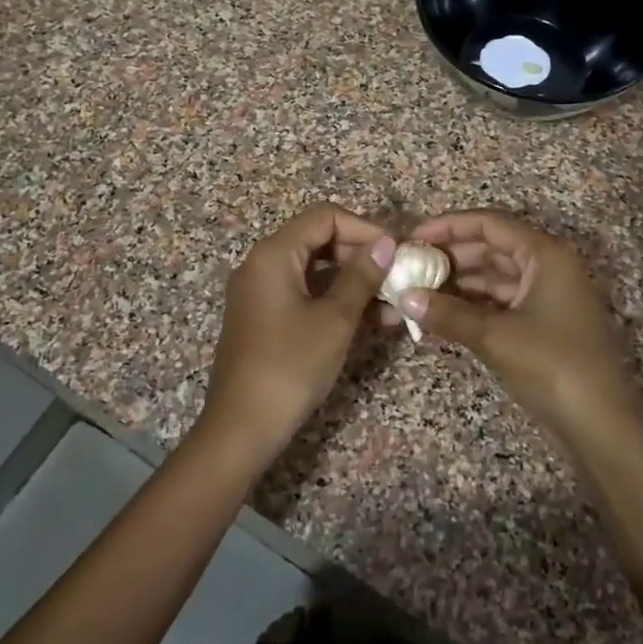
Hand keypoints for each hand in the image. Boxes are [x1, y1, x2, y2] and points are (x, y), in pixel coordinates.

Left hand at [199, 203, 395, 461]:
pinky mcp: (265, 318)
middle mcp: (262, 264)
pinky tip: (372, 319)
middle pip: (319, 239)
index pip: (325, 217)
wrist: (242, 426)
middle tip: (400, 275)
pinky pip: (305, 294)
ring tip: (395, 300)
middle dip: (362, 254)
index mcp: (273, 254)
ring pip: (315, 270)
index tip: (397, 250)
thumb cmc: (291, 366)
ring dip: (354, 281)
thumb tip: (386, 242)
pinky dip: (336, 300)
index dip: (365, 227)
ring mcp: (261, 292)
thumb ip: (362, 276)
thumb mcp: (335, 319)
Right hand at [404, 209, 642, 448]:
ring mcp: (545, 297)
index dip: (448, 226)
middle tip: (407, 269)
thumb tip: (404, 298)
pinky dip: (470, 307)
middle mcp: (547, 267)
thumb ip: (447, 313)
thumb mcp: (495, 336)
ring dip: (455, 285)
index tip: (411, 238)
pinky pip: (498, 304)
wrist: (600, 425)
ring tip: (414, 293)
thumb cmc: (552, 365)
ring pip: (492, 278)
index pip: (489, 224)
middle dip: (447, 258)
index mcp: (544, 254)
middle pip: (490, 249)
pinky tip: (438, 316)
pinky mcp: (540, 325)